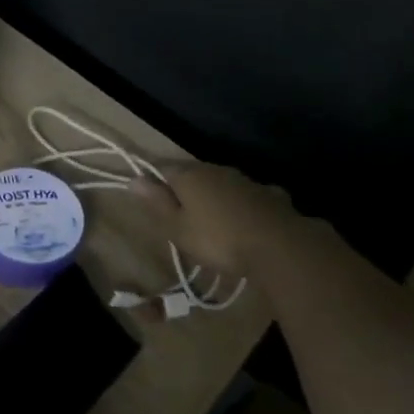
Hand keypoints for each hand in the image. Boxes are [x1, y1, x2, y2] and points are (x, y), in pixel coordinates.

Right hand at [136, 162, 298, 277]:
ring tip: (211, 220)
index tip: (151, 198)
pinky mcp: (269, 194)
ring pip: (221, 183)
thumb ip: (157, 202)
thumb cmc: (217, 239)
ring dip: (213, 196)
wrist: (278, 246)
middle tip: (180, 215)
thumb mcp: (178, 228)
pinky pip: (247, 196)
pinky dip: (241, 205)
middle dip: (184, 189)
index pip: (163, 167)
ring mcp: (245, 180)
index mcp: (189, 175)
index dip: (154, 180)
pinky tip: (245, 220)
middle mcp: (216, 170)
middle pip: (193, 173)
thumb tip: (134, 179)